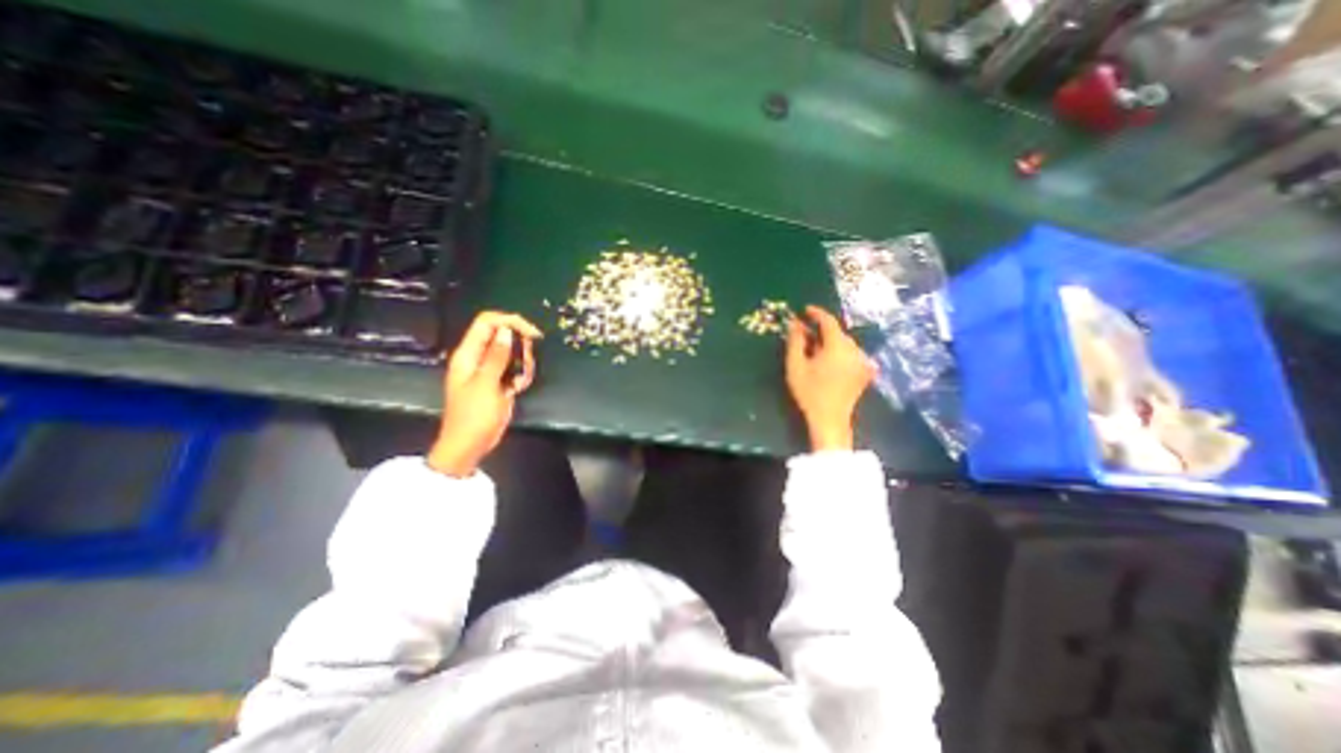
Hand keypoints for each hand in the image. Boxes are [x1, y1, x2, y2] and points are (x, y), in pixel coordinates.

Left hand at [424, 313, 538, 475]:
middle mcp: (479, 357)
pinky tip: (518, 389)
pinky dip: (522, 375)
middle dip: (521, 346)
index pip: (488, 322)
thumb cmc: (474, 415)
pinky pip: (516, 368)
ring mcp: (490, 370)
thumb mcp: (486, 384)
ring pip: (514, 352)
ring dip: (523, 363)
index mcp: (469, 354)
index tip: (532, 333)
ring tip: (519, 381)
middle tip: (525, 364)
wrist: (470, 444)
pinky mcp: (499, 381)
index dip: (510, 321)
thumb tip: (507, 330)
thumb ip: (497, 356)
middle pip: (504, 335)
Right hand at [789, 307, 883, 453]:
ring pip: (845, 343)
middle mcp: (854, 350)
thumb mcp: (795, 366)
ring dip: (830, 342)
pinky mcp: (865, 372)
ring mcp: (862, 361)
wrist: (830, 420)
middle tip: (805, 334)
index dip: (816, 313)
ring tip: (815, 349)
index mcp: (837, 347)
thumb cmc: (809, 393)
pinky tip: (829, 361)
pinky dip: (840, 352)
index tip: (805, 310)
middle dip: (822, 330)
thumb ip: (795, 341)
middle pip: (838, 333)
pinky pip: (852, 354)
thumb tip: (795, 323)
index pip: (829, 321)